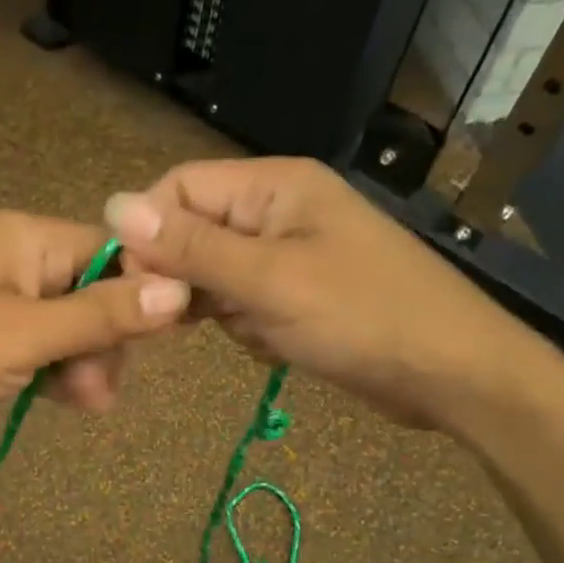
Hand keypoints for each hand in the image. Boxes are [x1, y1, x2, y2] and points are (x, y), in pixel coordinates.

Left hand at [0, 210, 189, 451]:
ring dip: (83, 365)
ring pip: (67, 327)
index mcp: (25, 238)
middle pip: (92, 292)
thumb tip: (179, 290)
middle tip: (99, 391)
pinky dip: (54, 373)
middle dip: (105, 342)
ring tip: (84, 404)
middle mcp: (14, 259)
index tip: (164, 340)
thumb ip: (100, 316)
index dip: (143, 293)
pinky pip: (37, 348)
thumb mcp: (24, 336)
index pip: (112, 252)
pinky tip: (63, 401)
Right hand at [103, 158, 556, 431]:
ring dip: (225, 311)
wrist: (451, 376)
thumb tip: (112, 205)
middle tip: (195, 319)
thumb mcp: (268, 280)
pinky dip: (250, 329)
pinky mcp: (296, 295)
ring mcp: (289, 255)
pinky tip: (282, 344)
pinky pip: (243, 305)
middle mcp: (277, 211)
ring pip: (215, 277)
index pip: (180, 188)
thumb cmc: (362, 317)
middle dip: (191, 280)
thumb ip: (190, 247)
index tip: (138, 285)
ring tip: (266, 330)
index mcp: (274, 186)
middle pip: (194, 234)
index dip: (150, 232)